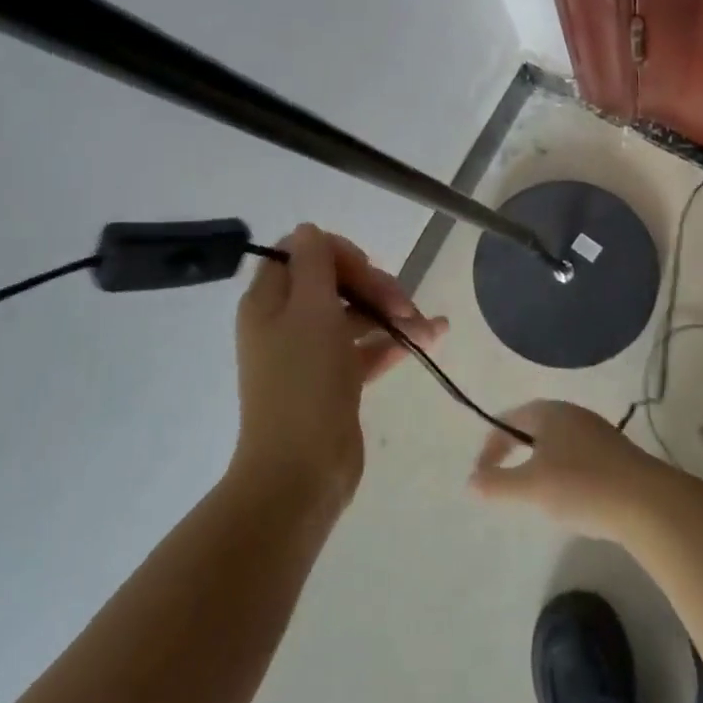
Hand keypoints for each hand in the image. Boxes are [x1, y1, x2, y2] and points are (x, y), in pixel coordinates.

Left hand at [232, 223, 447, 507]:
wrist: (301, 472)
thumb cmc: (303, 382)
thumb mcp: (310, 310)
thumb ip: (314, 264)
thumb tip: (309, 230)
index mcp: (268, 301)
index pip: (300, 254)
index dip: (336, 253)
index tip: (366, 268)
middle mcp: (286, 322)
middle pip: (333, 282)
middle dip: (372, 285)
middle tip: (402, 303)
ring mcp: (312, 354)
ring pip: (354, 315)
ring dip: (391, 312)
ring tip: (426, 324)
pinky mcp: (335, 382)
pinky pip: (366, 349)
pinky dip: (395, 341)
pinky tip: (433, 336)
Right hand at [468, 400, 671, 542]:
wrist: (648, 503)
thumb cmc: (582, 486)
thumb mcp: (532, 487)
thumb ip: (497, 484)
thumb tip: (471, 482)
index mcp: (549, 411)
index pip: (508, 419)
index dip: (490, 446)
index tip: (481, 477)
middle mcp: (572, 413)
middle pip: (533, 427)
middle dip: (515, 451)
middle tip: (504, 481)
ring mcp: (597, 431)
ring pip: (556, 442)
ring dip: (539, 462)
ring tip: (535, 492)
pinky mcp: (616, 453)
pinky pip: (577, 455)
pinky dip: (563, 471)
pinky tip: (571, 497)